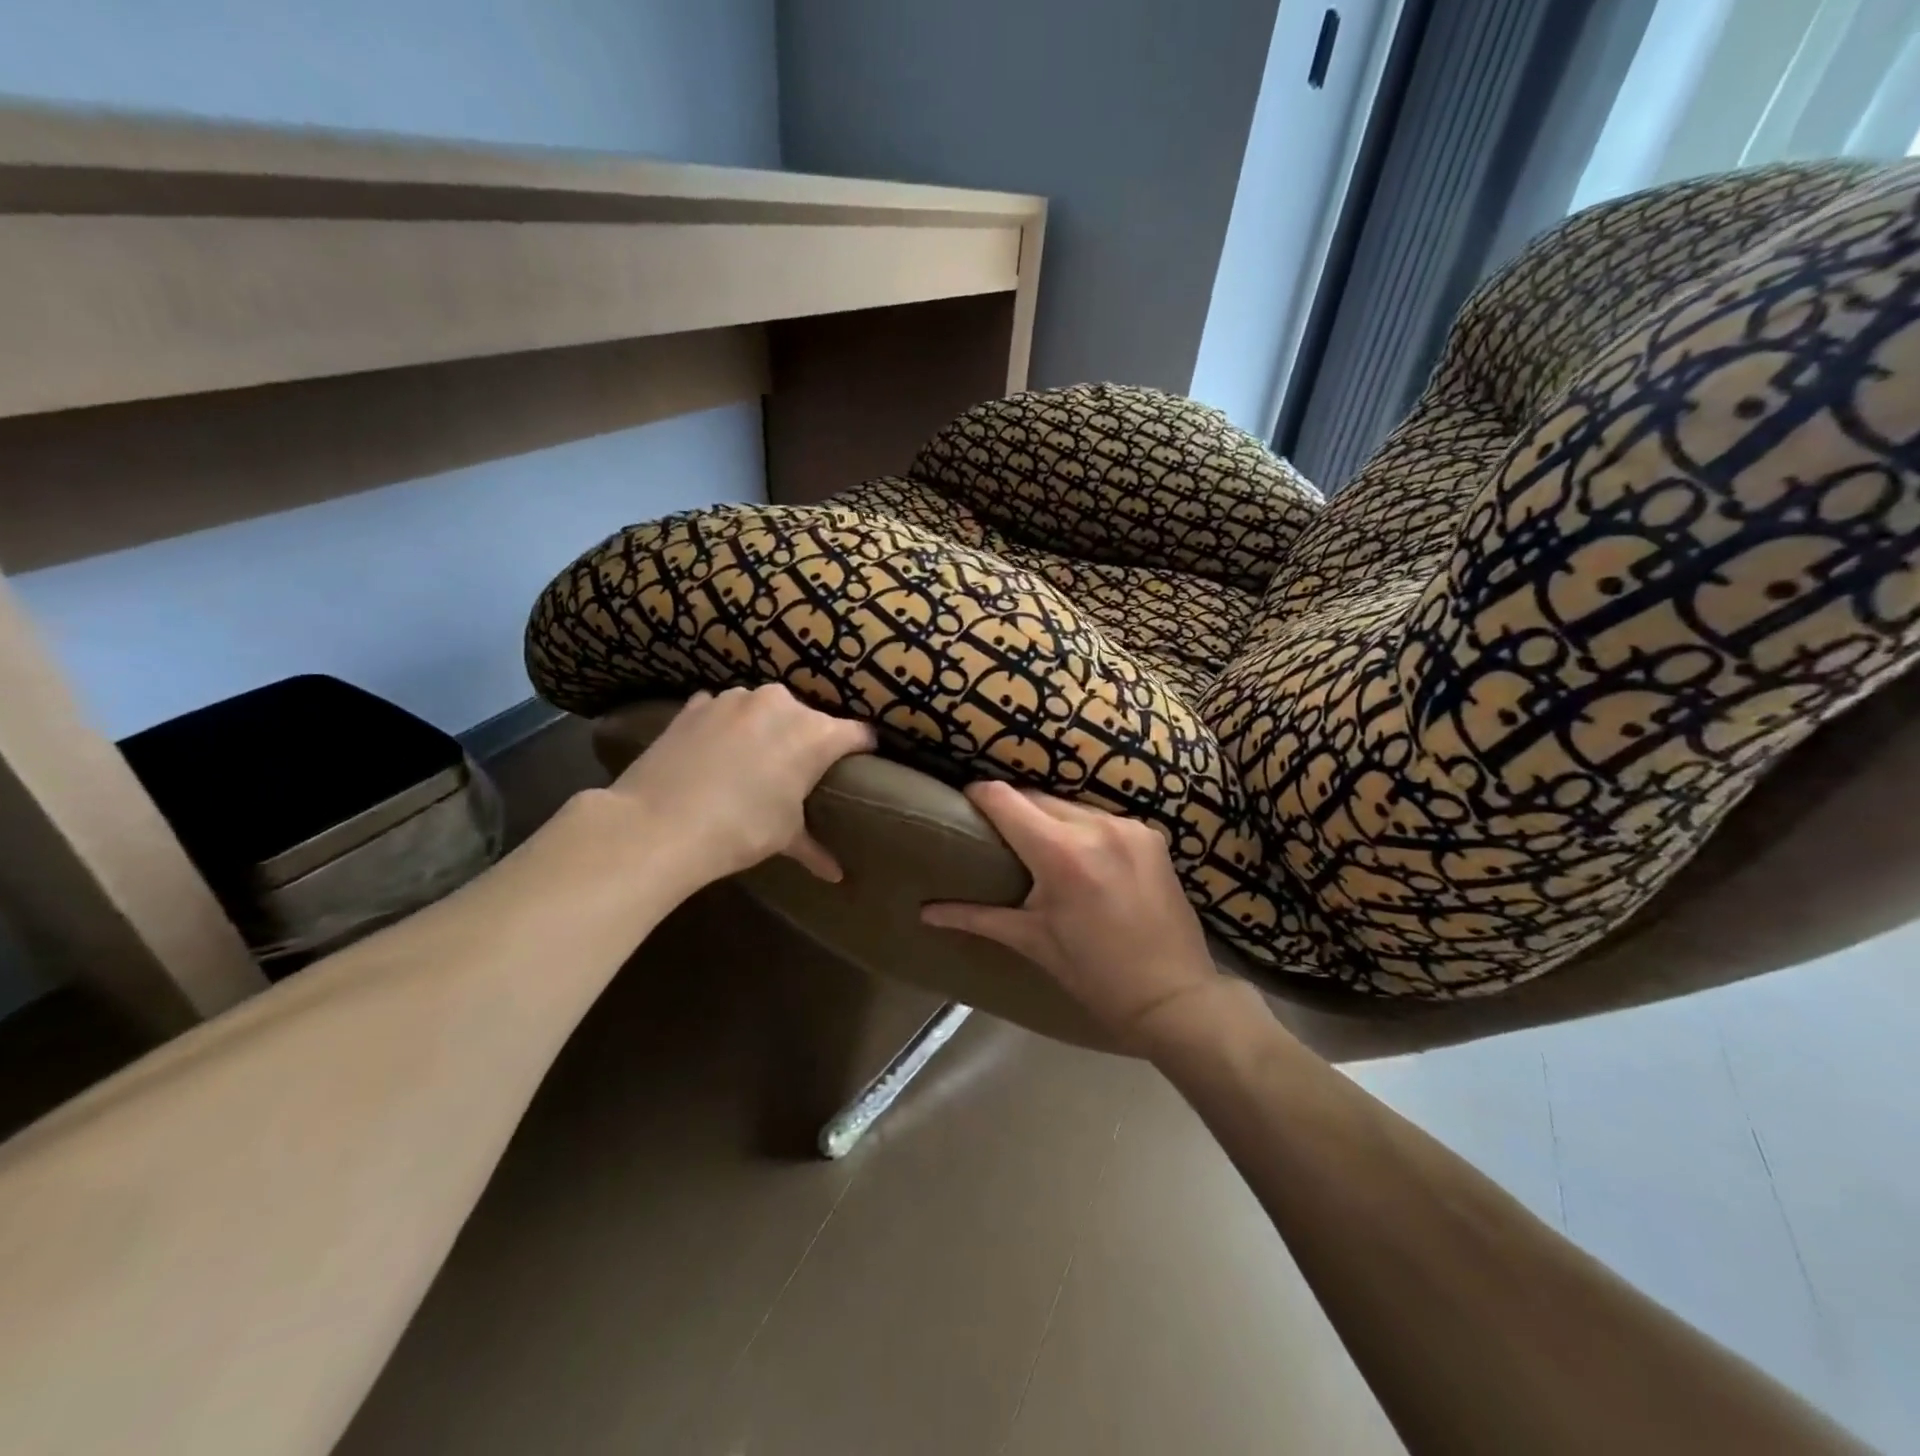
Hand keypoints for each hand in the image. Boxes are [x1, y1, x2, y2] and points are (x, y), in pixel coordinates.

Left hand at [606, 685, 874, 892]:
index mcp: (816, 734)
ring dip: (766, 728)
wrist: (658, 824)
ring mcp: (736, 698)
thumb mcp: (784, 837)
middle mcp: (782, 705)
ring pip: (766, 709)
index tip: (861, 763)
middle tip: (796, 771)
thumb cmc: (740, 830)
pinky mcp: (698, 703)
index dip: (863, 749)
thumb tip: (835, 875)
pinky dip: (726, 725)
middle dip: (808, 740)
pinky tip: (715, 751)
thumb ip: (815, 848)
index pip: (859, 734)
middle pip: (810, 718)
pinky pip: (725, 709)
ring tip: (752, 760)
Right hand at [920, 781, 1231, 1050]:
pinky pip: (1102, 818)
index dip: (980, 796)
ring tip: (1038, 846)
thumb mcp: (1032, 941)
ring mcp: (1128, 827)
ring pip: (1070, 805)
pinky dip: (1083, 829)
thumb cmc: (1094, 974)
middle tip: (998, 835)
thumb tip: (924, 912)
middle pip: (1037, 797)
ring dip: (1050, 818)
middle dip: (1014, 810)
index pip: (1005, 799)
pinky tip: (1082, 857)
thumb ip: (976, 916)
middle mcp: (1096, 827)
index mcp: (1061, 854)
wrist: (1174, 996)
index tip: (966, 803)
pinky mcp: (1151, 835)